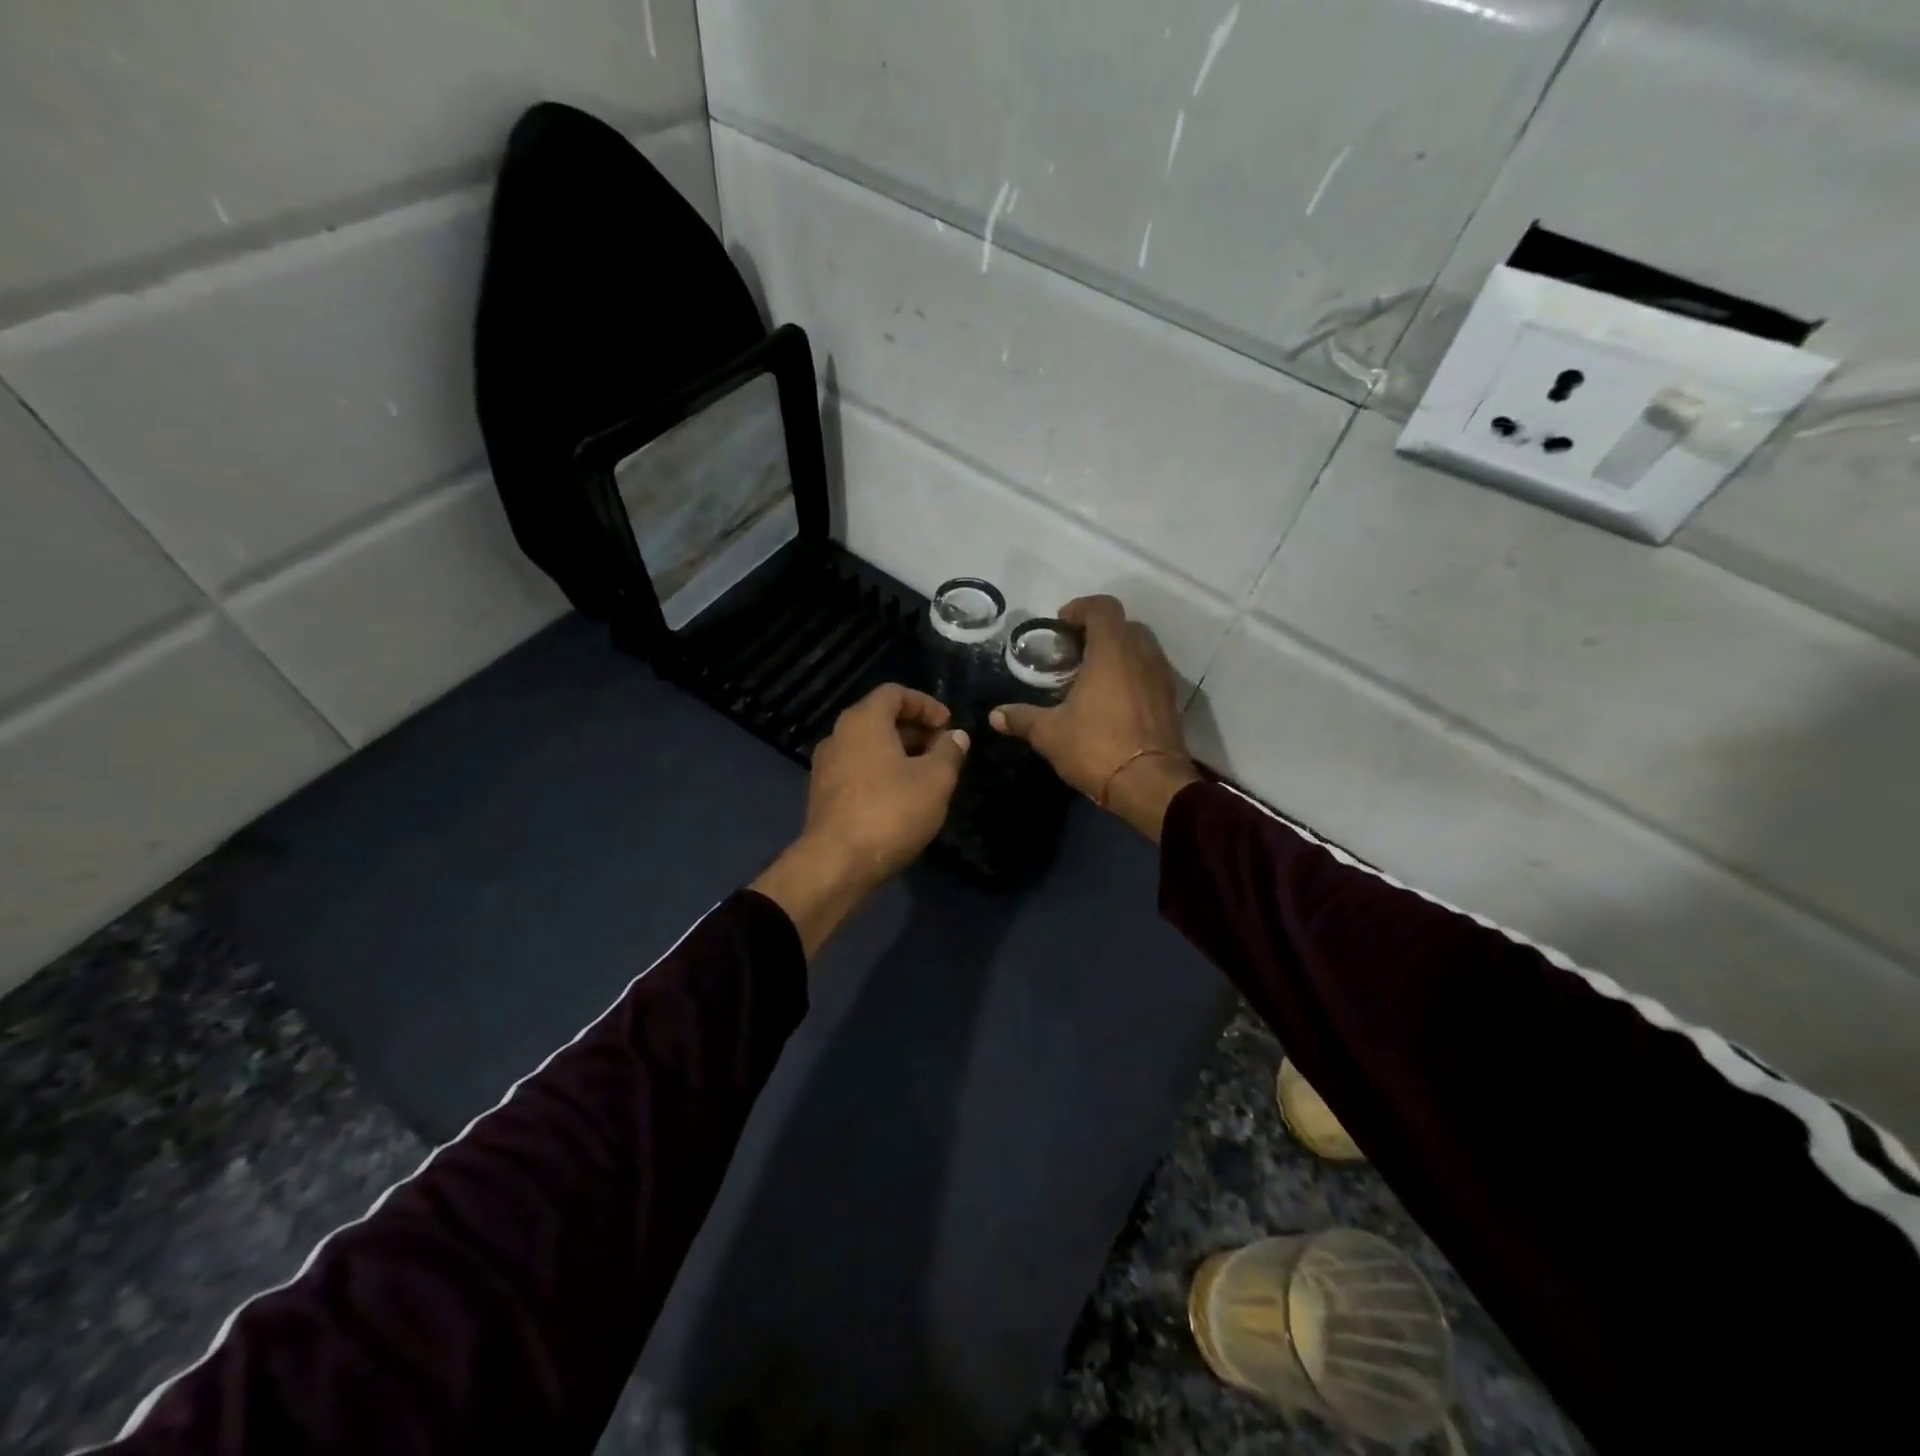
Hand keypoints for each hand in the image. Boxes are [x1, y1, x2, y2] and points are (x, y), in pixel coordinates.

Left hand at [751, 684, 968, 956]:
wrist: (837, 863)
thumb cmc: (891, 811)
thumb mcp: (935, 780)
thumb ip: (949, 752)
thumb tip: (956, 736)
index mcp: (863, 721)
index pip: (895, 693)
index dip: (926, 704)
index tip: (948, 725)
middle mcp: (838, 735)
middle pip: (880, 718)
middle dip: (915, 729)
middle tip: (943, 750)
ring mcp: (826, 766)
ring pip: (868, 746)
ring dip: (899, 753)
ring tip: (927, 775)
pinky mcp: (823, 795)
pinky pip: (858, 769)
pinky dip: (882, 772)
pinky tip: (902, 798)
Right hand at [990, 596, 1199, 841]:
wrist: (1150, 784)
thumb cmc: (1096, 747)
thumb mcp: (1050, 734)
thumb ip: (1022, 718)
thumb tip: (995, 715)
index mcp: (1112, 651)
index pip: (1103, 607)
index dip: (1081, 607)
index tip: (1062, 624)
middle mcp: (1142, 655)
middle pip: (1125, 624)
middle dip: (1100, 631)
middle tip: (1075, 651)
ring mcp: (1162, 677)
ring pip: (1142, 648)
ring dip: (1119, 652)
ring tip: (1093, 675)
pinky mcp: (1171, 700)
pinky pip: (1151, 672)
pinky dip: (1133, 674)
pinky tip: (1113, 699)